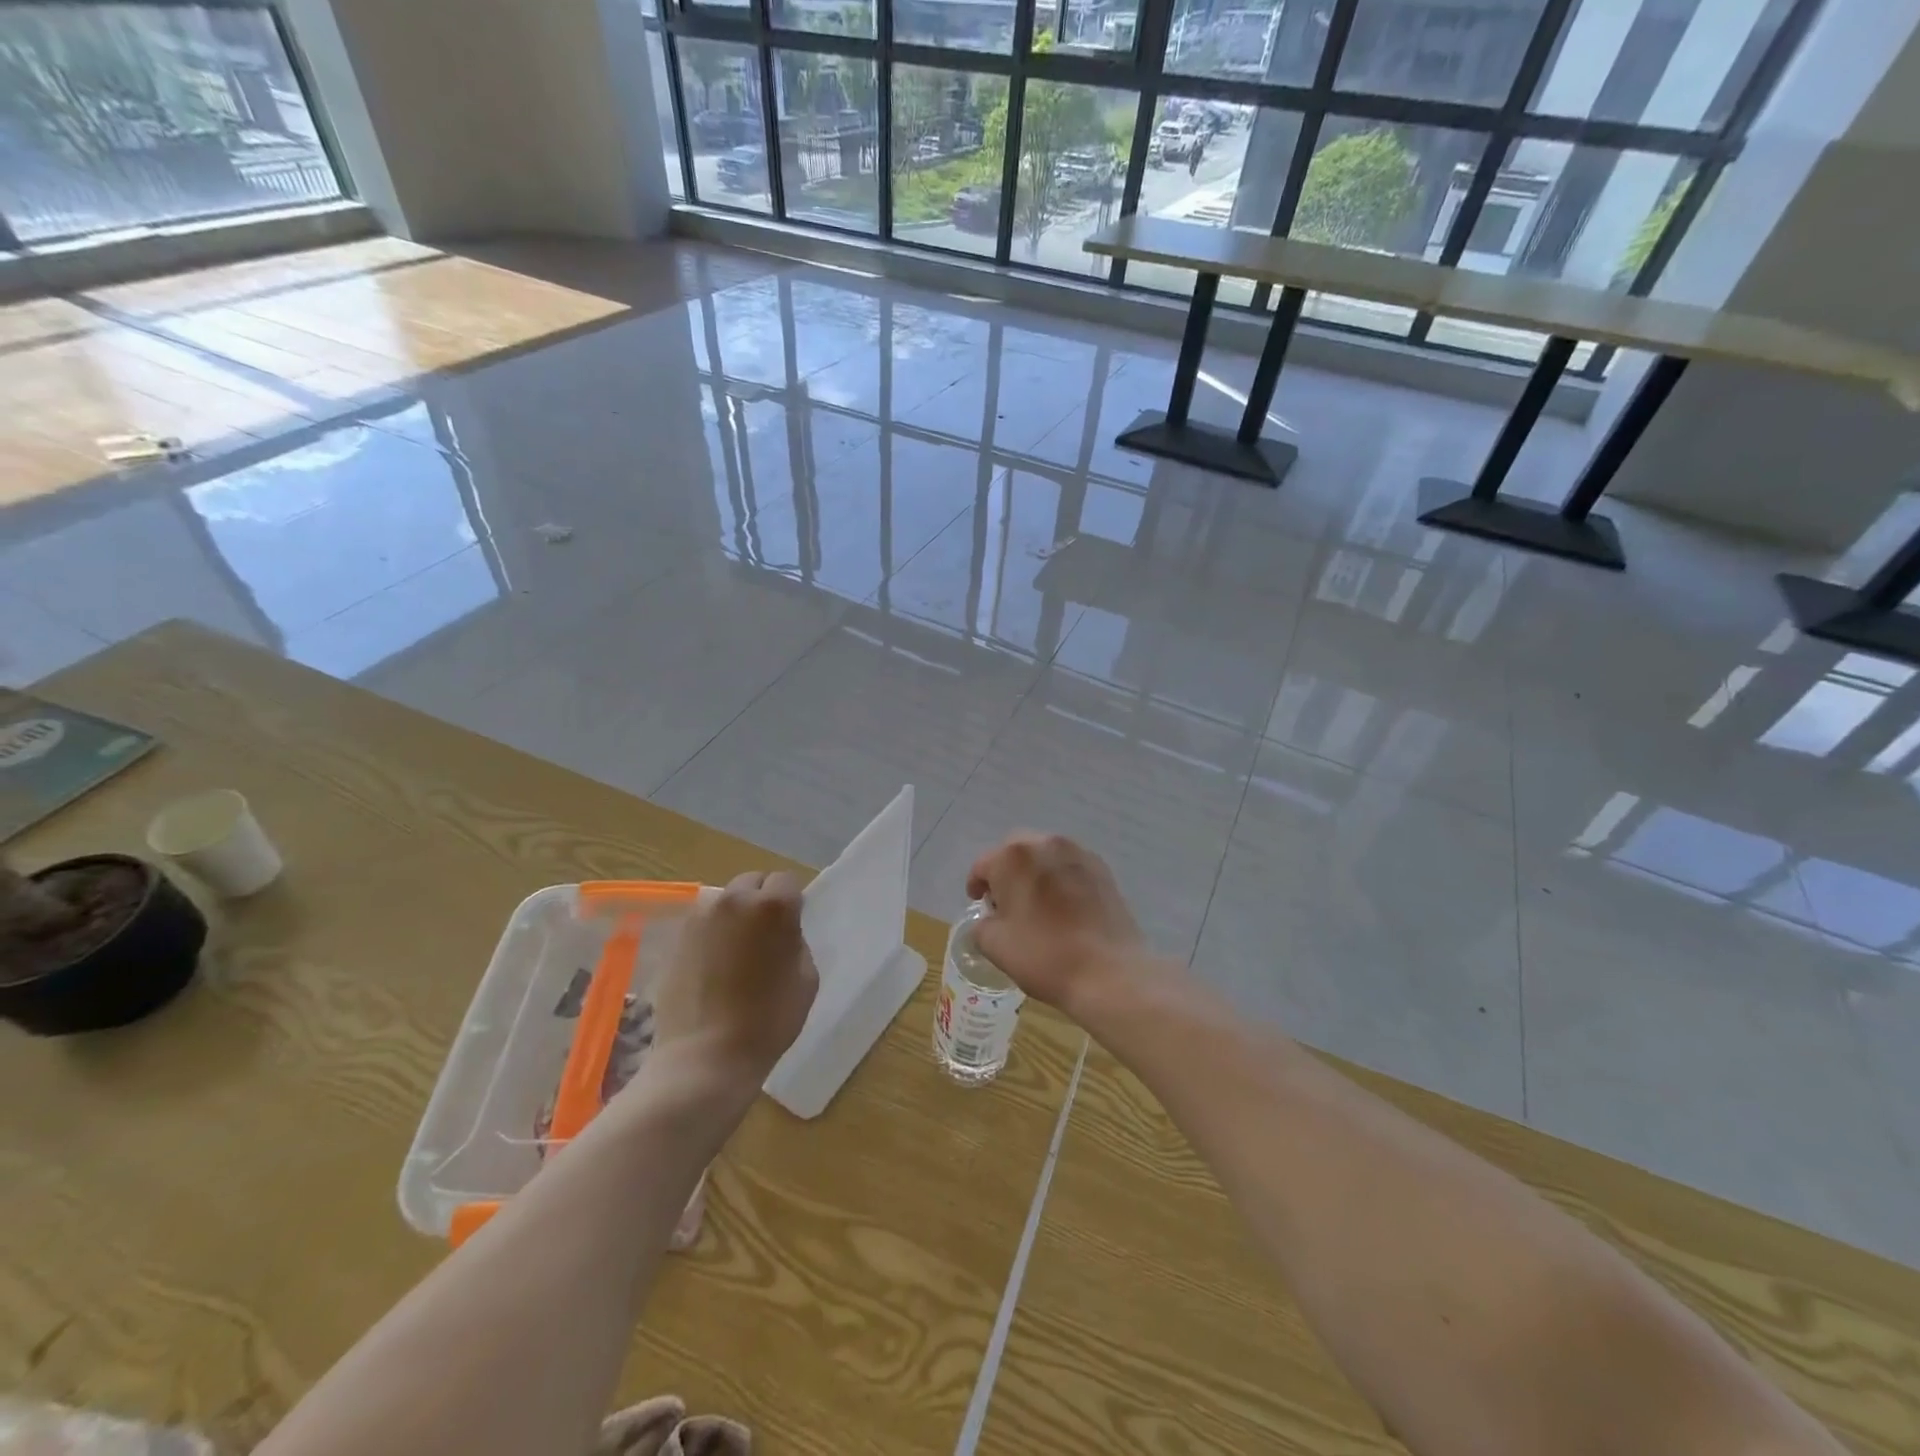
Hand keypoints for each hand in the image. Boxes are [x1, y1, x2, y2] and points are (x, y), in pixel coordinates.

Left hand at [649, 871, 817, 1087]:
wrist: (705, 1058)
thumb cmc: (768, 1020)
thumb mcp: (806, 979)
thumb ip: (796, 943)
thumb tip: (783, 933)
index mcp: (772, 906)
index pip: (787, 881)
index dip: (792, 903)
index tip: (791, 929)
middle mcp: (734, 900)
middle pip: (753, 882)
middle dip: (762, 901)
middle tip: (765, 937)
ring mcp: (700, 918)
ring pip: (725, 901)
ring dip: (736, 915)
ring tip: (738, 952)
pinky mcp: (677, 939)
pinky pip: (704, 923)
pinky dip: (713, 934)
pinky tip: (715, 966)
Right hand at [966, 833, 1147, 1016]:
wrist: (1109, 973)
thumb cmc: (1044, 956)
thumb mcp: (995, 946)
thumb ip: (982, 925)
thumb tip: (990, 920)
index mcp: (1013, 857)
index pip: (984, 865)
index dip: (977, 885)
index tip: (979, 904)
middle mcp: (1046, 844)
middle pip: (1016, 850)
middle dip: (1006, 871)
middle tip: (1006, 902)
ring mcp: (1078, 854)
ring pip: (1046, 855)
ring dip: (1035, 872)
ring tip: (1037, 903)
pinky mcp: (1102, 870)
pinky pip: (1070, 867)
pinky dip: (1060, 879)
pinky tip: (1064, 907)